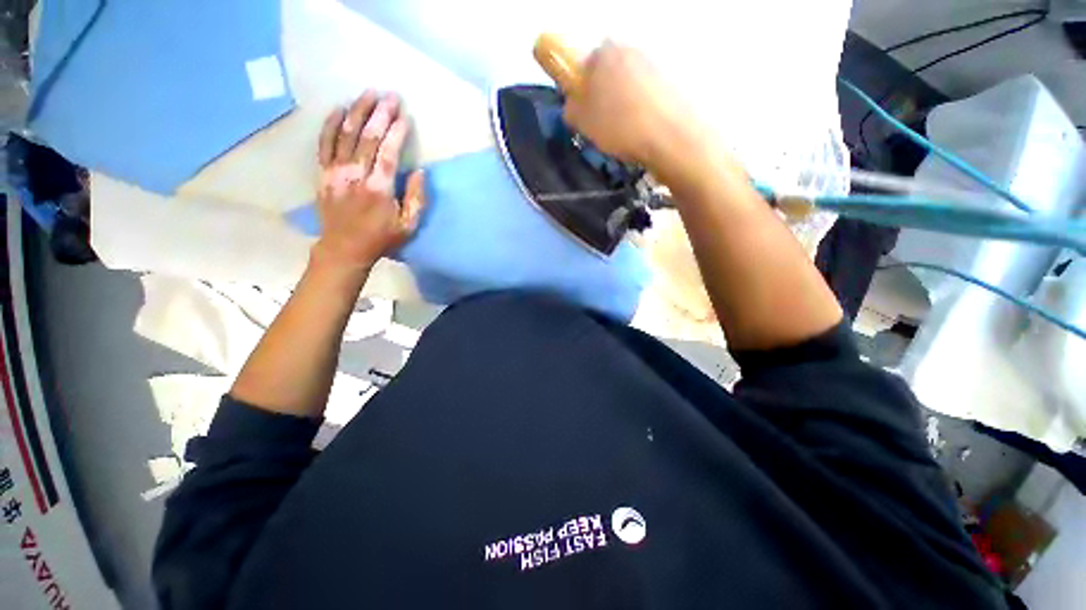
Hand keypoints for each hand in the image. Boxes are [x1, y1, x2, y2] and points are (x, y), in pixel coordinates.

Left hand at [312, 90, 424, 275]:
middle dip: (380, 114)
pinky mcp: (323, 173)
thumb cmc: (381, 238)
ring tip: (368, 94)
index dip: (396, 132)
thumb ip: (416, 199)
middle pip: (367, 137)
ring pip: (345, 134)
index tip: (404, 115)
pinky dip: (331, 124)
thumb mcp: (408, 226)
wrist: (344, 248)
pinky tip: (339, 109)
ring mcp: (336, 171)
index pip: (388, 152)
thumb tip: (419, 172)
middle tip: (390, 96)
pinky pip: (324, 143)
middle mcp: (355, 174)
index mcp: (379, 188)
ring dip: (357, 111)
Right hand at [562, 42, 691, 172]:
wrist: (670, 135)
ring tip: (627, 128)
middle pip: (611, 70)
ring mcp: (655, 61)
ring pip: (631, 81)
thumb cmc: (620, 126)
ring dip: (626, 99)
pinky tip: (644, 126)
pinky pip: (650, 92)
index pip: (587, 63)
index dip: (584, 87)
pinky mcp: (673, 79)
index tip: (587, 110)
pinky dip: (644, 105)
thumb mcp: (583, 123)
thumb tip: (573, 104)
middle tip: (605, 122)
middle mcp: (630, 49)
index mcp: (604, 53)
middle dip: (605, 92)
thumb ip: (571, 109)